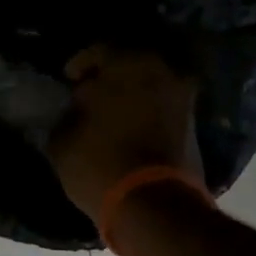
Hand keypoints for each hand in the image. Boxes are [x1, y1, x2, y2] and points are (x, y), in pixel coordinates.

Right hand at [47, 46, 203, 222]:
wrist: (152, 205)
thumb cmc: (99, 163)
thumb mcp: (62, 139)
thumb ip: (70, 113)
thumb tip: (79, 107)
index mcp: (127, 63)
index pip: (98, 50)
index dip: (79, 65)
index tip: (68, 80)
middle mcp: (162, 70)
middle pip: (130, 63)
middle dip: (110, 76)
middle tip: (91, 92)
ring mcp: (183, 97)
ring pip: (150, 84)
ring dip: (131, 93)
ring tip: (111, 112)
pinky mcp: (193, 124)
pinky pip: (163, 106)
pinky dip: (147, 111)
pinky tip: (130, 126)